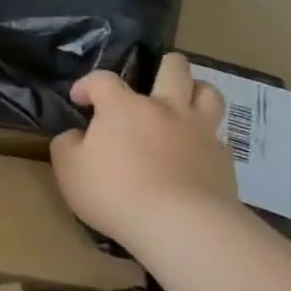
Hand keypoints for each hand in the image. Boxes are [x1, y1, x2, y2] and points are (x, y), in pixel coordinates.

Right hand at [50, 53, 240, 249]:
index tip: (80, 100)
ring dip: (194, 91)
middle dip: (161, 66)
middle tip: (149, 80)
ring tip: (183, 103)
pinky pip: (217, 136)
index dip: (88, 84)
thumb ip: (67, 145)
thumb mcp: (69, 169)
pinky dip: (204, 137)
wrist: (180, 224)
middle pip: (173, 68)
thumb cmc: (114, 191)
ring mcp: (200, 131)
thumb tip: (76, 136)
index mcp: (123, 107)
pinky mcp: (223, 158)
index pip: (102, 79)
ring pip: (208, 93)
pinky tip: (193, 154)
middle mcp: (165, 109)